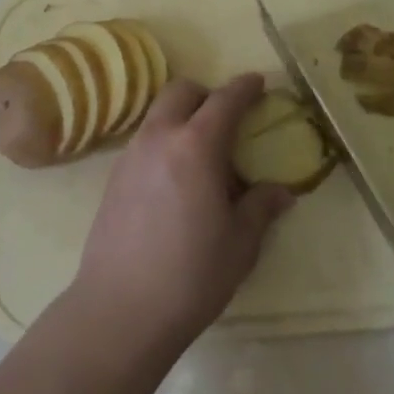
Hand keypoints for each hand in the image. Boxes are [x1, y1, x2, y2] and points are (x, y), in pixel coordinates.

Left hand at [71, 74, 294, 352]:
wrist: (120, 309)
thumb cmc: (191, 275)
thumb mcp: (239, 244)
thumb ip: (260, 208)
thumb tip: (280, 192)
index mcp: (196, 146)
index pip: (224, 100)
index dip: (245, 88)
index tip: (259, 83)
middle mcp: (159, 138)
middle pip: (181, 92)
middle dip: (206, 94)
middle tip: (227, 119)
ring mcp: (130, 155)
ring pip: (158, 114)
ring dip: (182, 117)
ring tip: (202, 154)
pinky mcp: (113, 177)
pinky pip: (144, 140)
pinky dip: (164, 141)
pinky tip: (175, 180)